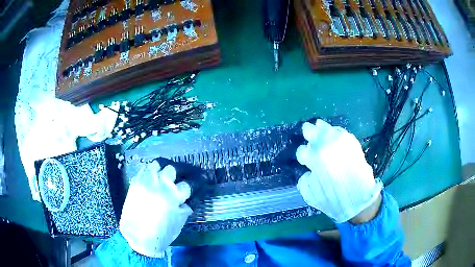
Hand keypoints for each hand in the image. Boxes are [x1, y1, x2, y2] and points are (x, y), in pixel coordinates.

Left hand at [119, 161, 192, 256]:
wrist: (138, 237)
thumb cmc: (162, 233)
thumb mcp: (179, 221)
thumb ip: (186, 206)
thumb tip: (191, 197)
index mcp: (173, 196)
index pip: (190, 183)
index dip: (198, 180)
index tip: (203, 178)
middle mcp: (160, 184)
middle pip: (174, 168)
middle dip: (183, 170)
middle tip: (187, 174)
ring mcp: (146, 181)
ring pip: (158, 163)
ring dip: (167, 167)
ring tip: (170, 172)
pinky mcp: (135, 182)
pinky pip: (145, 169)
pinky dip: (153, 171)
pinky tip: (156, 177)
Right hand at [296, 119, 382, 222]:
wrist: (359, 197)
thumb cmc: (333, 198)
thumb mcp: (311, 195)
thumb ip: (304, 182)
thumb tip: (308, 173)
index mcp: (314, 158)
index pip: (302, 151)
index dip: (302, 156)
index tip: (305, 160)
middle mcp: (326, 145)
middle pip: (310, 130)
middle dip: (307, 133)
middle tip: (308, 134)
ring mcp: (339, 140)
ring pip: (325, 126)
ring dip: (320, 129)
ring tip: (320, 131)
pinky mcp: (351, 140)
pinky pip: (339, 131)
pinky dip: (334, 133)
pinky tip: (334, 137)